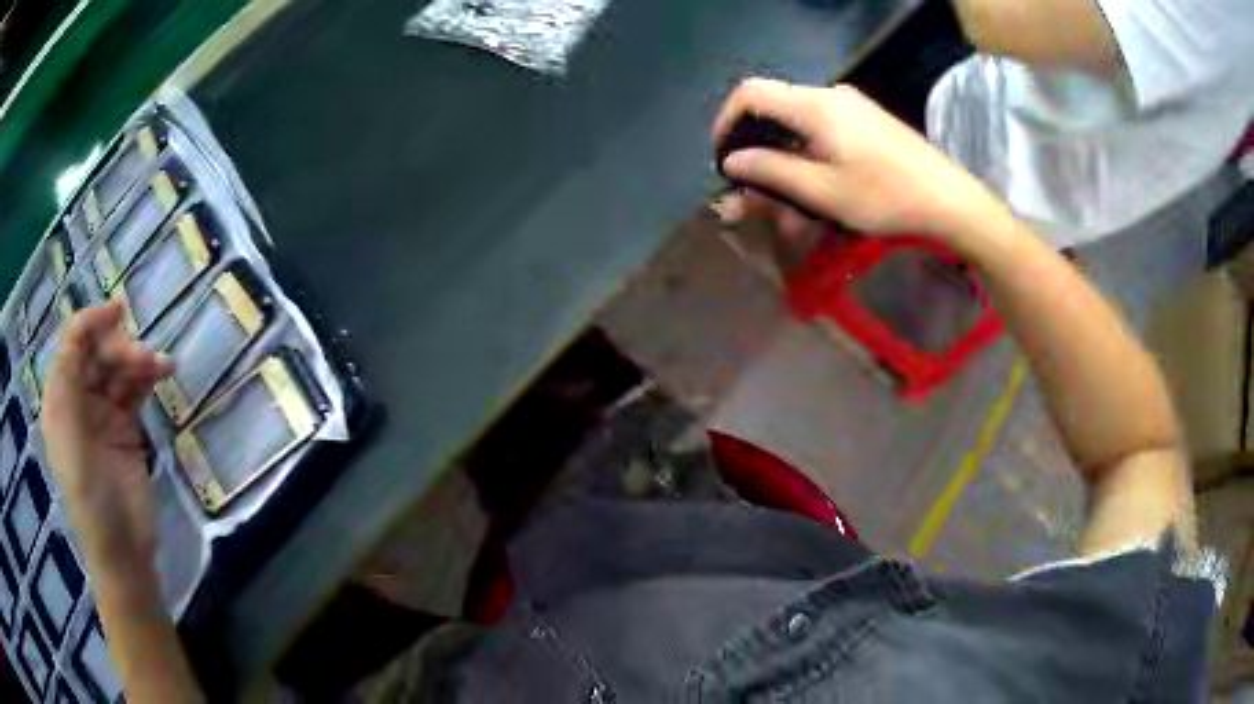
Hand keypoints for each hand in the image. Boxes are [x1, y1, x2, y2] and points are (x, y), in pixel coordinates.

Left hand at [42, 301, 172, 576]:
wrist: (123, 550)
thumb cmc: (90, 497)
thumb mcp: (71, 438)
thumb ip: (68, 382)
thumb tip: (78, 332)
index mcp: (60, 400)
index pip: (72, 346)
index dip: (91, 322)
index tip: (119, 311)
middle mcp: (79, 401)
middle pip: (97, 354)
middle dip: (120, 348)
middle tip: (144, 359)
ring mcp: (103, 415)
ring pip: (119, 370)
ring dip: (139, 361)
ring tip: (162, 366)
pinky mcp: (126, 429)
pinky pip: (135, 390)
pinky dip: (148, 377)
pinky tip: (164, 373)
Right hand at [712, 78, 1002, 244]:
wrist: (950, 200)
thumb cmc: (887, 197)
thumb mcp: (824, 192)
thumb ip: (772, 171)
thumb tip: (732, 160)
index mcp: (815, 105)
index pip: (750, 92)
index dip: (726, 120)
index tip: (724, 157)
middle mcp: (830, 95)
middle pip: (774, 108)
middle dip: (757, 148)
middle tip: (757, 192)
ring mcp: (852, 104)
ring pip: (798, 121)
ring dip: (784, 156)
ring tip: (790, 200)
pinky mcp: (867, 118)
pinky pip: (822, 127)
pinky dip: (808, 152)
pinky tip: (819, 184)